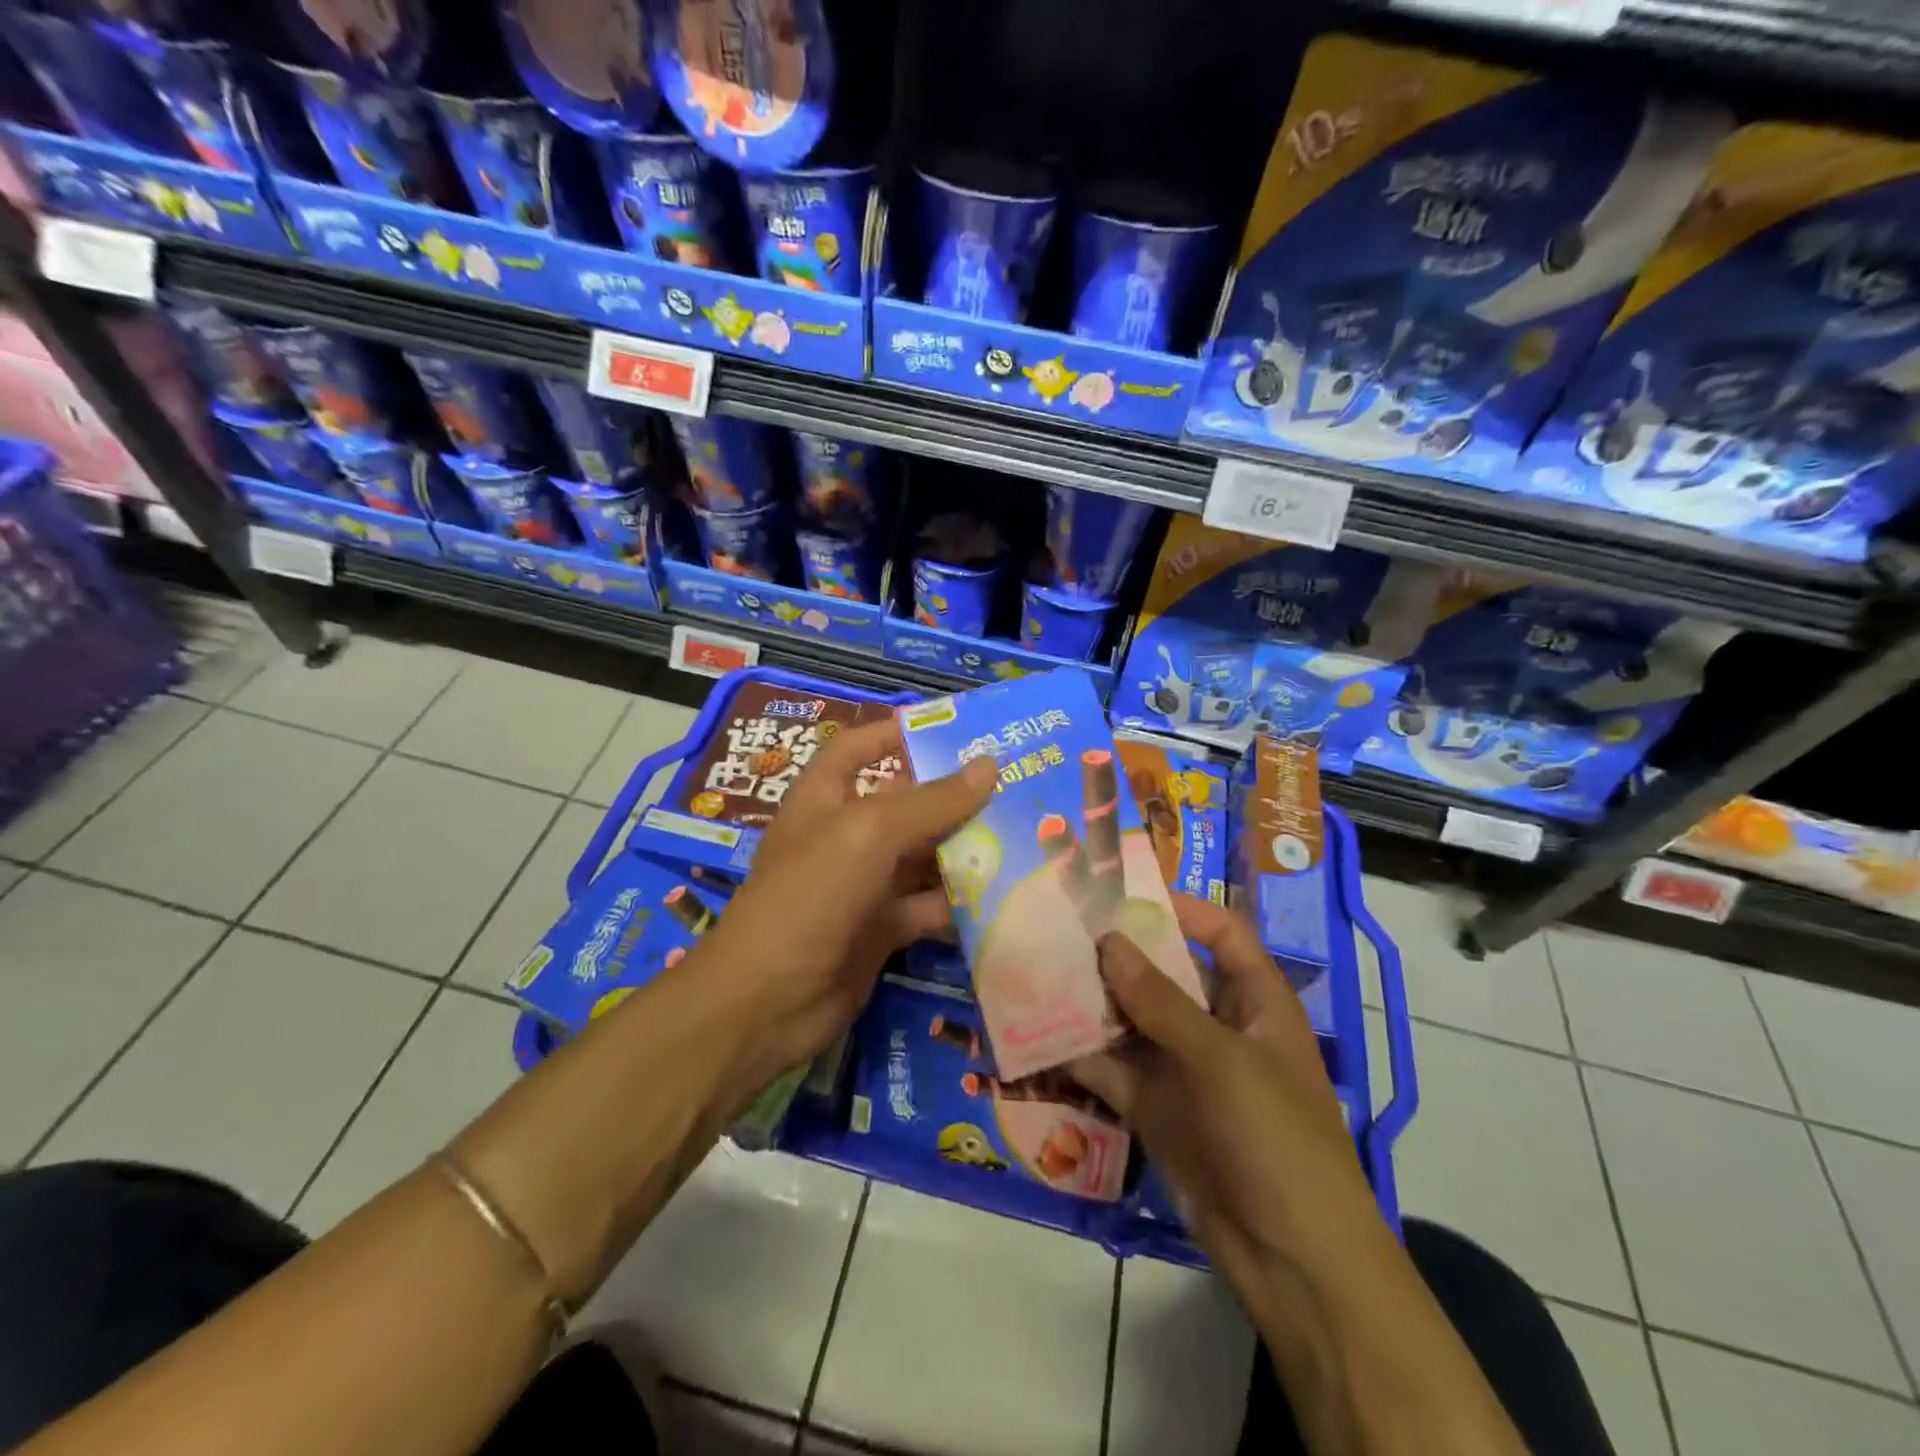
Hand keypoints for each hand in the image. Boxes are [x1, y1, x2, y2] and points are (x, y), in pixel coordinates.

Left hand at [703, 716, 995, 1078]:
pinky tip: (1007, 892)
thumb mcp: (869, 833)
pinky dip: (960, 902)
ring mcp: (864, 885)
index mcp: (824, 798)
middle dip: (952, 796)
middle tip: (1014, 784)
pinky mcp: (882, 929)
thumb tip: (989, 766)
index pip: (858, 749)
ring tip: (1025, 832)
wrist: (769, 1000)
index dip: (895, 733)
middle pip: (904, 804)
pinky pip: (928, 905)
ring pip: (922, 857)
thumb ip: (930, 801)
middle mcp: (845, 836)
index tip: (951, 729)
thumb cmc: (811, 894)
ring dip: (965, 849)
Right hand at [1070, 896, 1385, 1315]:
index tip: (1122, 893)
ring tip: (1037, 969)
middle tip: (1061, 926)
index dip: (1181, 908)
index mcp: (1254, 1001)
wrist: (1290, 1261)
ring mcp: (1183, 1067)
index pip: (1222, 933)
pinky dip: (1079, 1052)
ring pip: (1130, 1019)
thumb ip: (1161, 1001)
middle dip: (1118, 953)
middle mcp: (1216, 1025)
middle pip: (1164, 972)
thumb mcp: (1222, 1060)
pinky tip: (1036, 1032)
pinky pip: (1111, 1067)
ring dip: (1090, 1000)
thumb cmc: (1274, 1138)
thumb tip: (1109, 941)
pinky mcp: (1154, 1106)